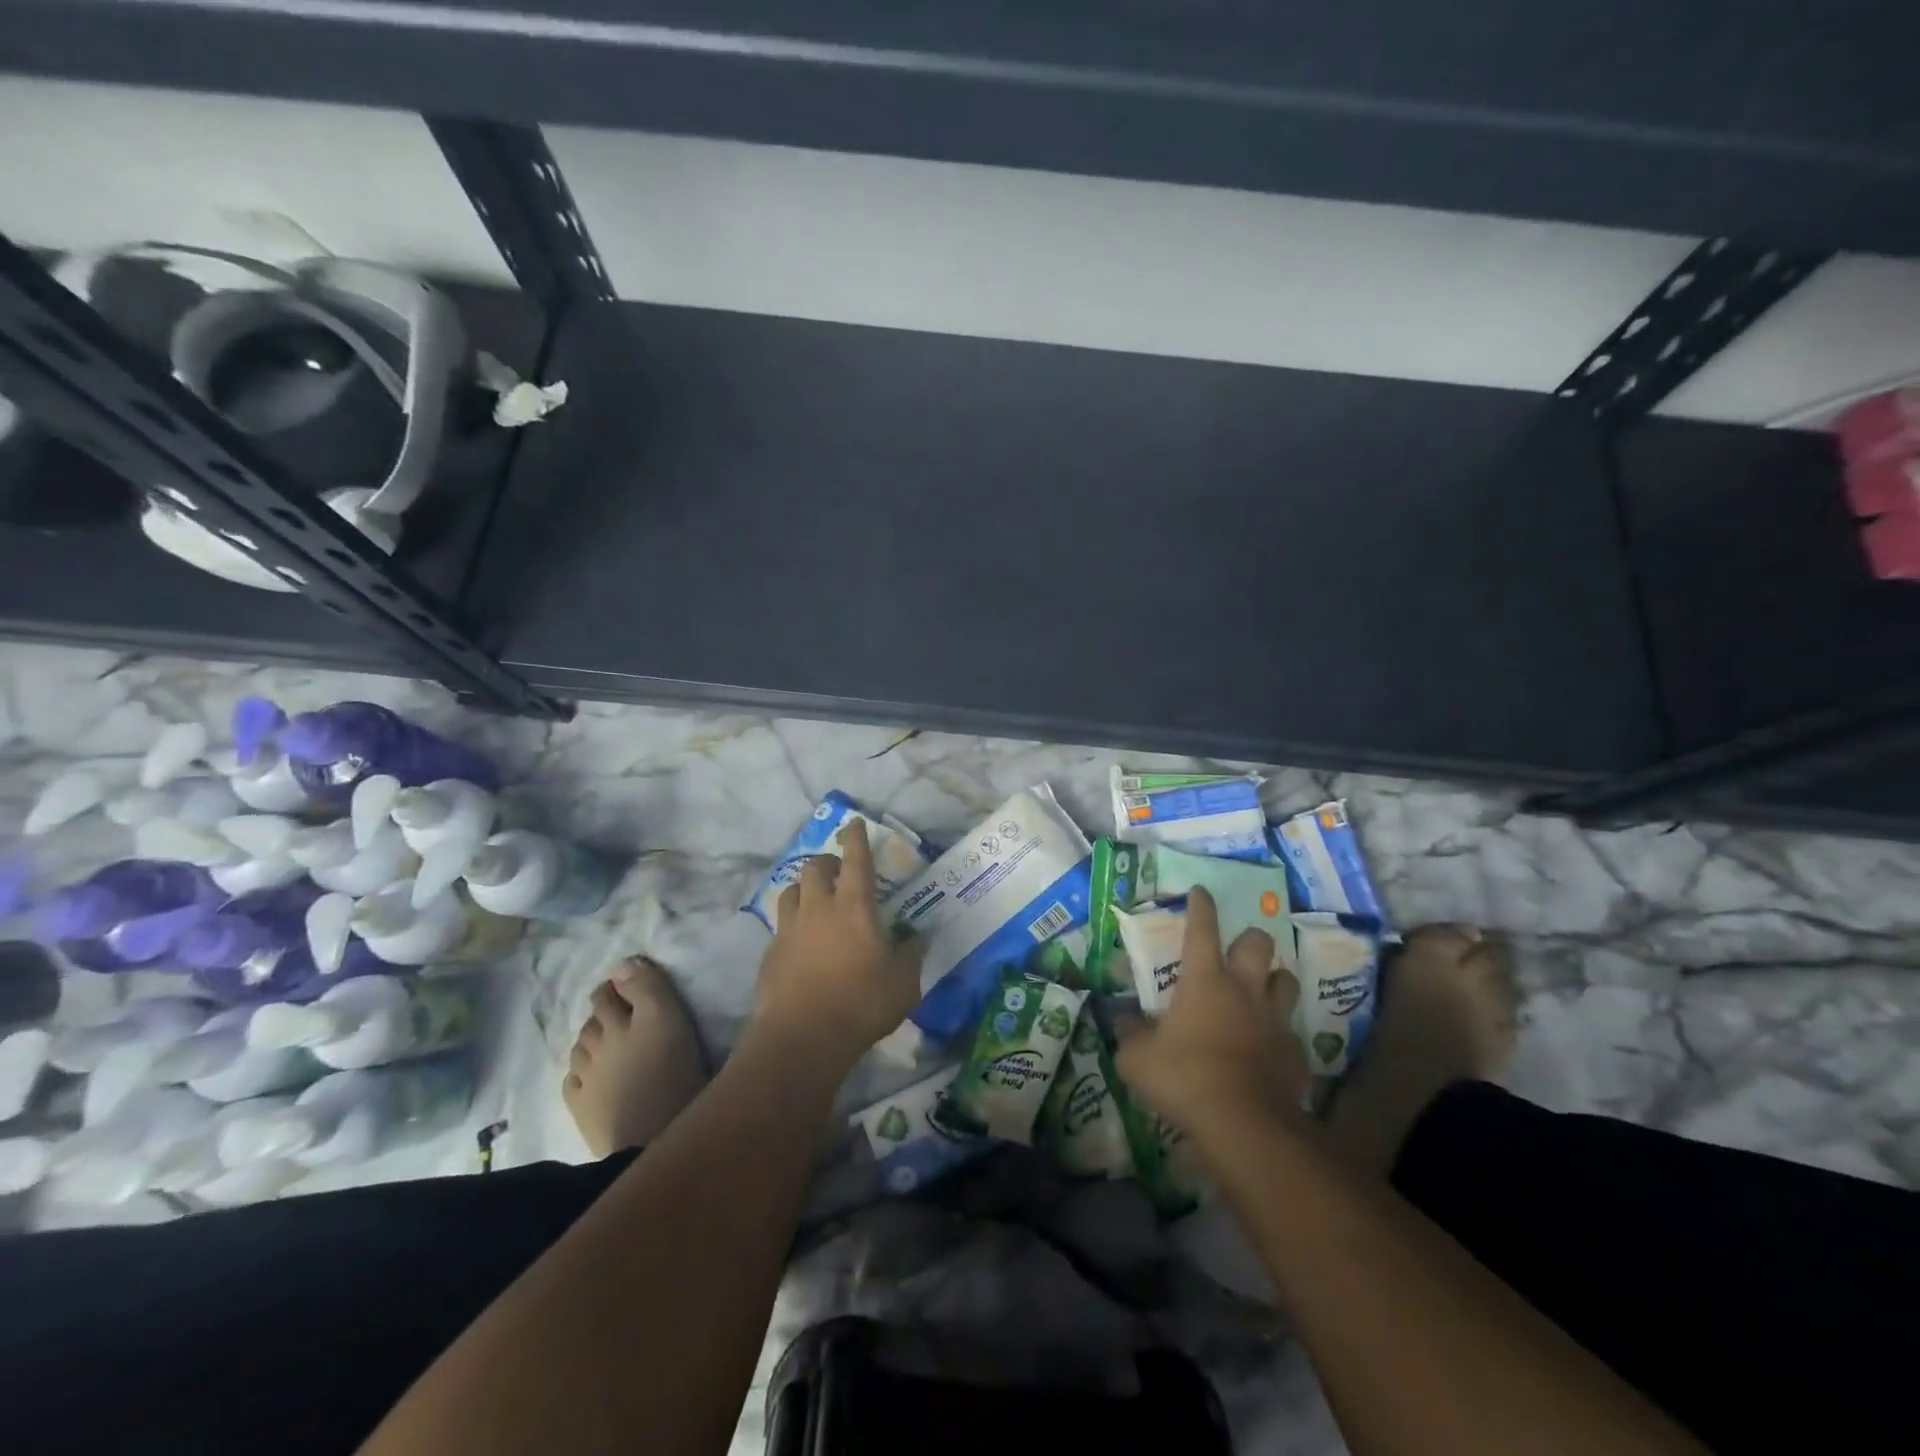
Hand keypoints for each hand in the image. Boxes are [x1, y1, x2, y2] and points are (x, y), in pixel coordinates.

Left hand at [752, 819, 923, 1071]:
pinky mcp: (771, 953)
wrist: (801, 1038)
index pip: (856, 860)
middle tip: (838, 870)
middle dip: (827, 861)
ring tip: (815, 899)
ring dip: (804, 887)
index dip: (855, 838)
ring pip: (791, 890)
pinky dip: (792, 923)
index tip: (853, 823)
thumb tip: (919, 937)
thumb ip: (911, 956)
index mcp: (855, 908)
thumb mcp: (903, 985)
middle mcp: (819, 909)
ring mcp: (790, 929)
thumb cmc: (861, 1005)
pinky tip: (801, 942)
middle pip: (816, 868)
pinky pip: (781, 925)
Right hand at [1115, 887, 1307, 1136]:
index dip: (1200, 906)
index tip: (1200, 892)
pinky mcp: (1295, 1053)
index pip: (1202, 928)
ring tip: (1260, 991)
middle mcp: (1244, 990)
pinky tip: (1266, 1047)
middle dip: (1249, 939)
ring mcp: (1275, 1020)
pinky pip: (1291, 1030)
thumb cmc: (1184, 1078)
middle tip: (1237, 951)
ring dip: (1273, 979)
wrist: (1245, 1125)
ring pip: (1285, 980)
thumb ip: (1129, 1033)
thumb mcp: (1136, 1058)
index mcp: (1204, 980)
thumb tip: (1121, 1019)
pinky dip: (1279, 1032)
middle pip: (1258, 944)